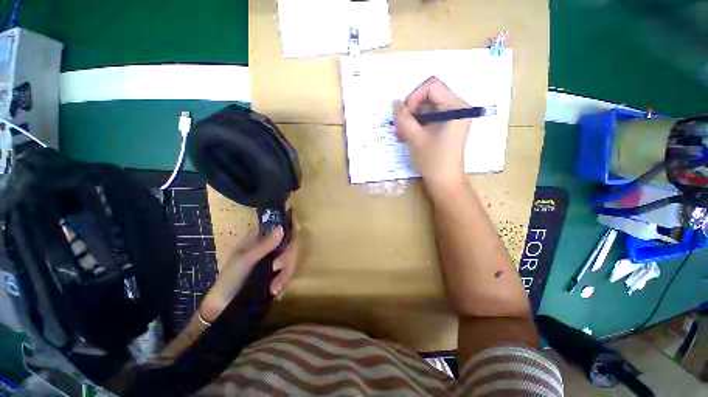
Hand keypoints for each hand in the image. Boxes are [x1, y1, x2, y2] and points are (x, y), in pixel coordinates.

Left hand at [200, 222, 300, 321]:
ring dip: (285, 275)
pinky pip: (289, 275)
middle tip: (277, 269)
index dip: (292, 231)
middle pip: (291, 246)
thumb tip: (281, 228)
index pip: (282, 229)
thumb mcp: (245, 261)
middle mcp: (271, 248)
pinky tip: (275, 293)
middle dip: (287, 259)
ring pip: (292, 261)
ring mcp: (275, 261)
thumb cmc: (229, 280)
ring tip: (274, 290)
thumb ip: (264, 246)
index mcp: (260, 240)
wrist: (223, 308)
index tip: (293, 241)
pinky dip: (284, 284)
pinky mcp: (278, 275)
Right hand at [393, 76, 470, 196]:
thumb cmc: (433, 161)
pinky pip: (430, 117)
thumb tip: (394, 102)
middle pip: (429, 96)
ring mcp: (453, 117)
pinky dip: (417, 125)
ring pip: (427, 108)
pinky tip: (408, 136)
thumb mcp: (415, 138)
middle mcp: (457, 107)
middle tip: (399, 128)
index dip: (413, 98)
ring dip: (411, 119)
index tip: (404, 116)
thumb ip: (403, 118)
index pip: (431, 86)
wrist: (445, 182)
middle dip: (411, 111)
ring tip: (401, 135)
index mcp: (456, 107)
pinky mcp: (448, 126)